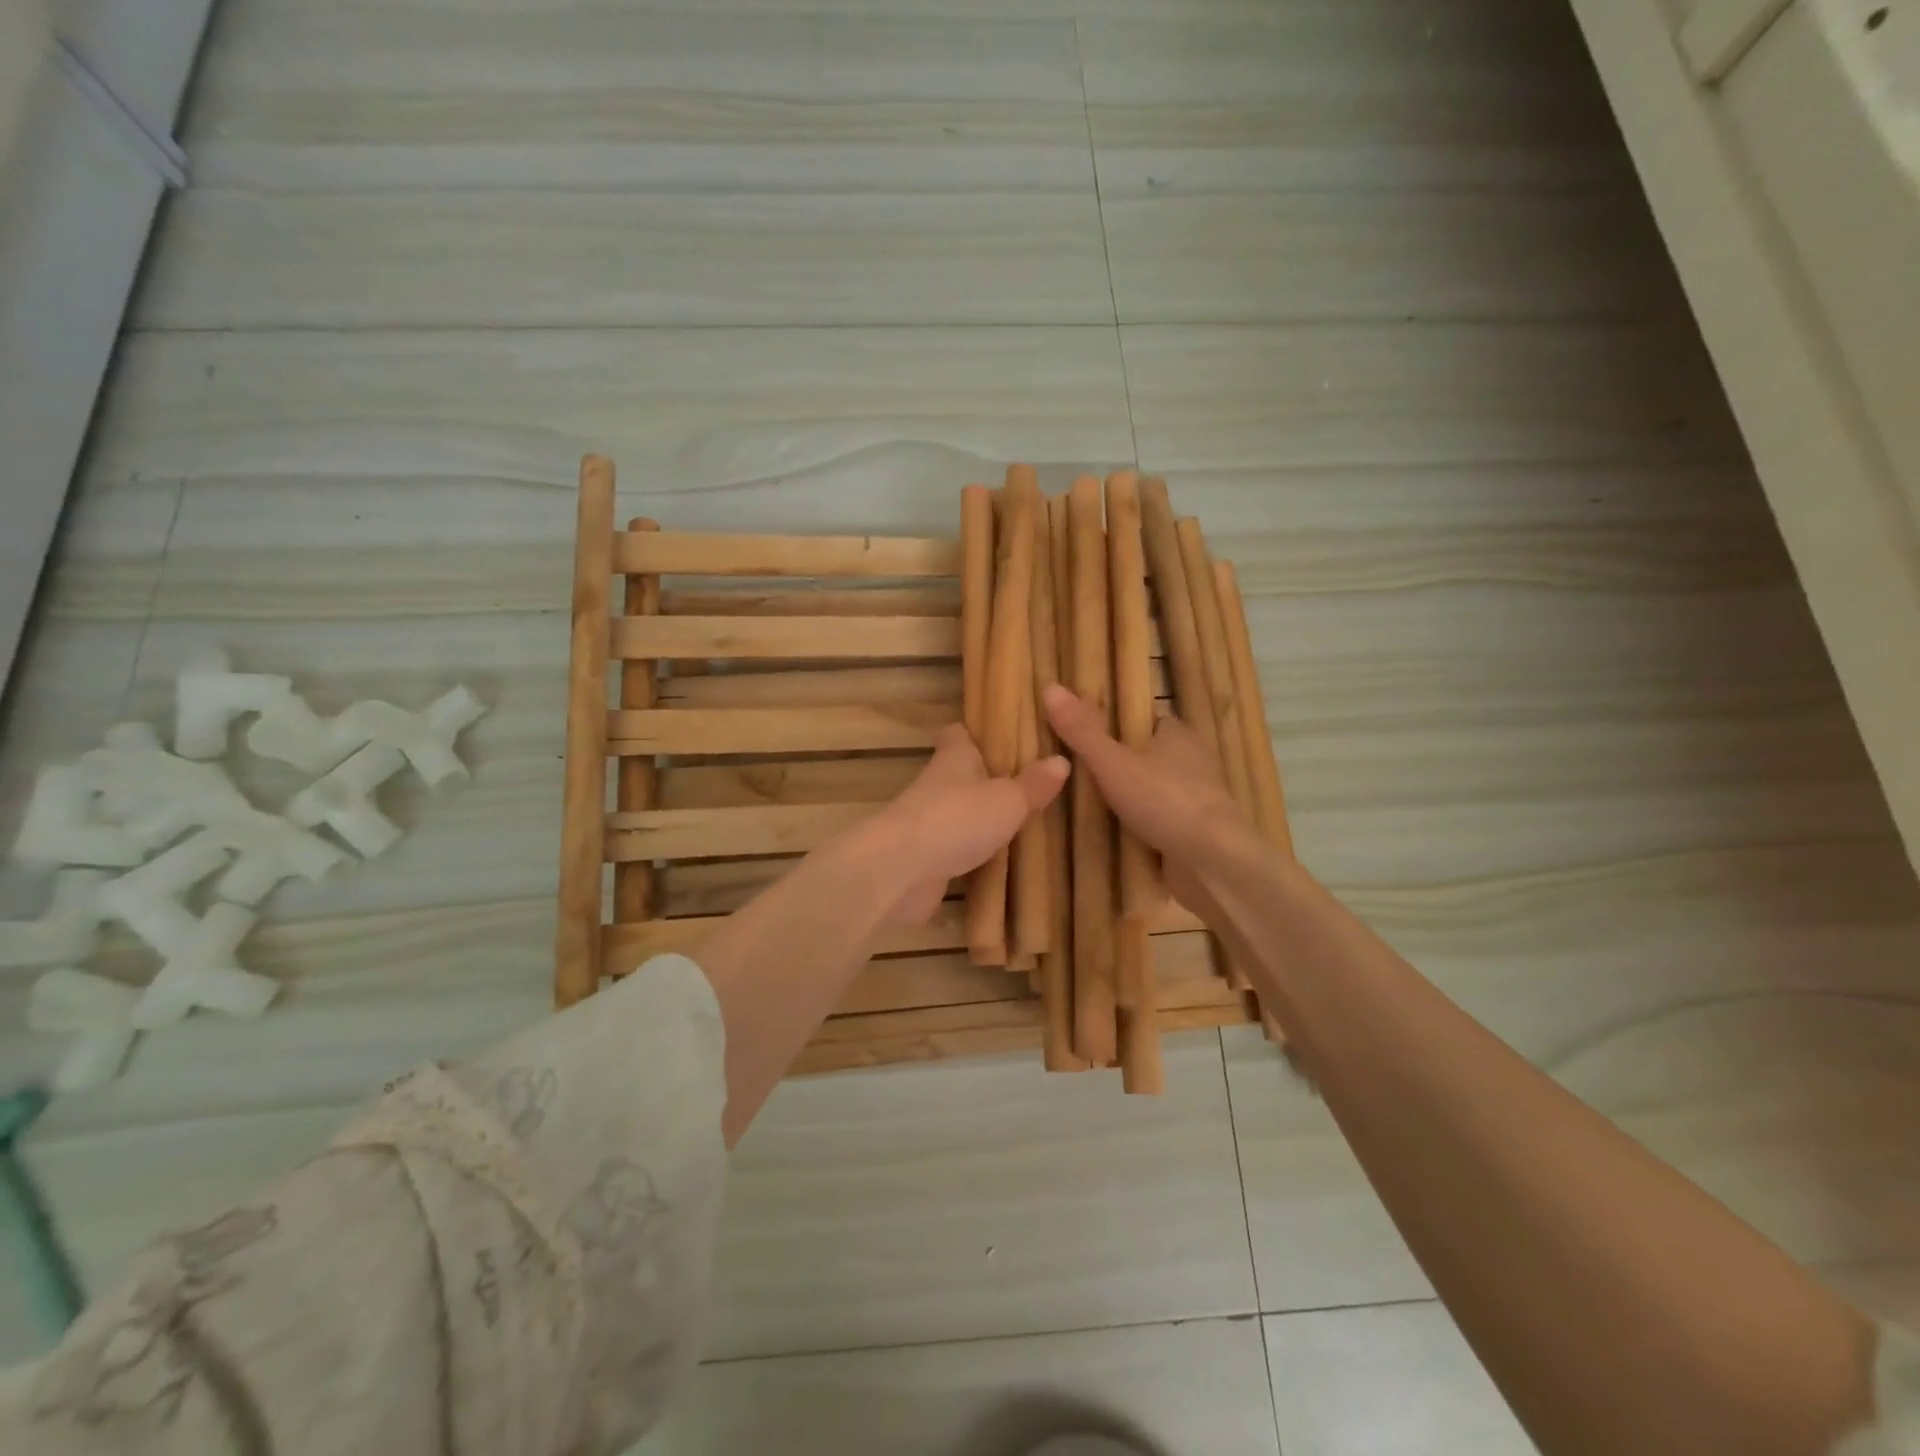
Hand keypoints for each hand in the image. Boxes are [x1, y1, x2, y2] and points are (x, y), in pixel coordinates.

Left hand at [854, 723, 1068, 929]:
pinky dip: (972, 852)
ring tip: (1020, 821)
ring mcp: (928, 823)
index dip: (976, 732)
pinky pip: (955, 849)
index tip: (1001, 734)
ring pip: (958, 812)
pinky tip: (999, 860)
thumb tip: (1062, 760)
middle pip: (960, 774)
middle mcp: (937, 785)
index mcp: (953, 758)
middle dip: (986, 778)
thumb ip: (1033, 784)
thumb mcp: (1007, 799)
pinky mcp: (926, 859)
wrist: (900, 871)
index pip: (959, 733)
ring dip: (980, 817)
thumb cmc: (956, 819)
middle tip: (1026, 782)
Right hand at [1042, 682, 1261, 909]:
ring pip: (1153, 790)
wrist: (1213, 863)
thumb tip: (1050, 687)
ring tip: (1083, 805)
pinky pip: (1159, 821)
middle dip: (1118, 763)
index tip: (1082, 732)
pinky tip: (1111, 834)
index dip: (1115, 723)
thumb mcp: (1113, 763)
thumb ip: (1082, 731)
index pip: (1143, 718)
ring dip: (1128, 798)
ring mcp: (1195, 800)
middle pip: (1147, 755)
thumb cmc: (1165, 801)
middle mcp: (1192, 762)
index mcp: (1178, 734)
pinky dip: (1139, 826)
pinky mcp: (1194, 833)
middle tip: (1074, 772)